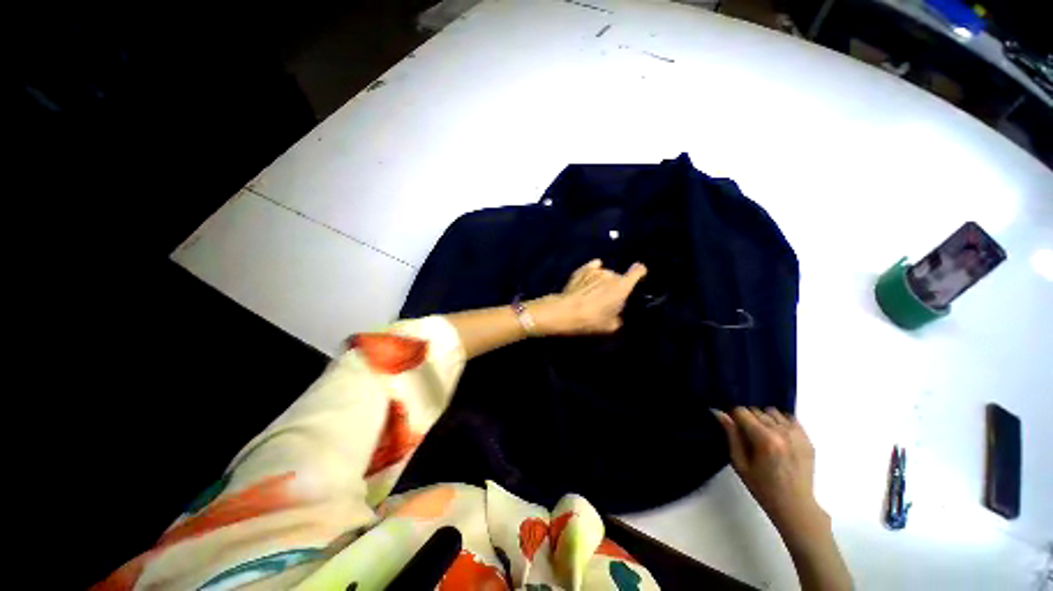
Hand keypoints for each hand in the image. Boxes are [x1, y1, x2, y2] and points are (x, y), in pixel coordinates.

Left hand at [529, 259, 646, 335]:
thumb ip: (619, 317)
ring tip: (593, 293)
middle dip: (615, 285)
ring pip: (604, 273)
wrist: (566, 311)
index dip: (639, 272)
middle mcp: (611, 274)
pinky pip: (592, 267)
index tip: (638, 276)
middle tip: (607, 298)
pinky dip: (592, 272)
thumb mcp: (611, 326)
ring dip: (602, 280)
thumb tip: (618, 314)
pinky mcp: (582, 269)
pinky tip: (587, 280)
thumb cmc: (591, 320)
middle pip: (618, 276)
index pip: (638, 271)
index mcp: (622, 287)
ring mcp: (596, 270)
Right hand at [714, 407, 827, 536]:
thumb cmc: (762, 487)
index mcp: (764, 439)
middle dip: (748, 418)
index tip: (731, 426)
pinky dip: (780, 421)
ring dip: (764, 419)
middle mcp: (782, 432)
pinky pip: (790, 418)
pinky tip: (778, 436)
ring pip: (772, 411)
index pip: (742, 411)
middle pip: (756, 410)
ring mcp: (797, 434)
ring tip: (763, 435)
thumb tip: (719, 412)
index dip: (733, 416)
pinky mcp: (807, 438)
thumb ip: (731, 435)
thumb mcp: (740, 463)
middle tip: (746, 435)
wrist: (795, 506)